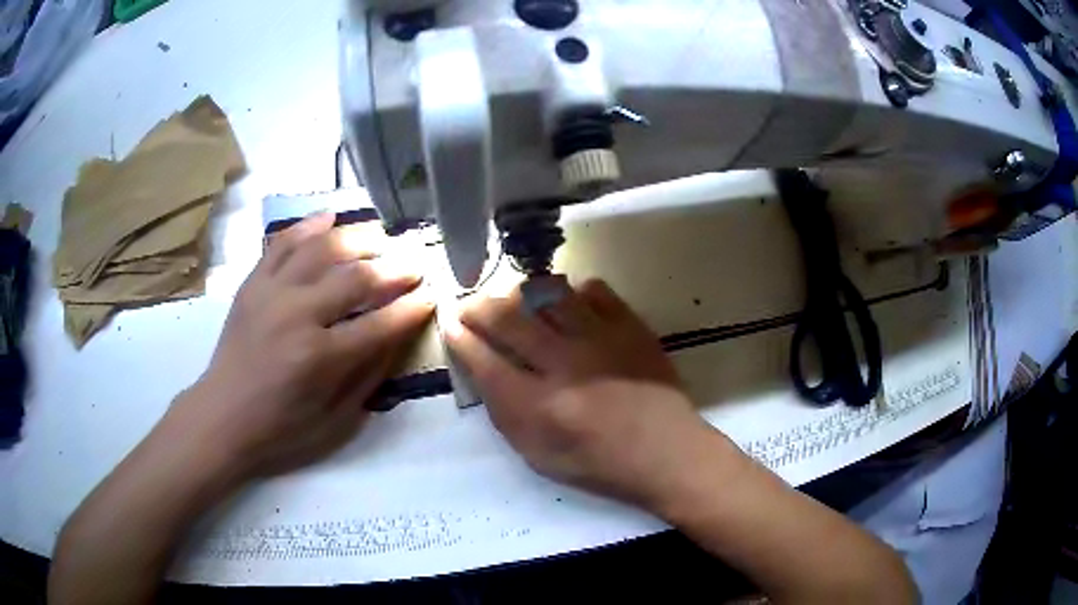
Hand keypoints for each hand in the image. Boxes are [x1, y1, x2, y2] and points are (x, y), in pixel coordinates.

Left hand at [172, 213, 433, 476]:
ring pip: (322, 248)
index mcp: (320, 358)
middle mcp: (297, 315)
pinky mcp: (253, 283)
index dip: (412, 308)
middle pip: (356, 278)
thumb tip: (396, 337)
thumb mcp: (336, 422)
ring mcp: (271, 292)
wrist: (222, 417)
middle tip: (415, 263)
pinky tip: (330, 218)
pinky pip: (283, 242)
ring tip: (380, 239)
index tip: (432, 295)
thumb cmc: (281, 429)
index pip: (380, 324)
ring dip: (358, 239)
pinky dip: (308, 226)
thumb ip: (368, 377)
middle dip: (394, 268)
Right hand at [444, 278, 715, 508]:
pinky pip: (594, 290)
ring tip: (516, 302)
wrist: (666, 452)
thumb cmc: (600, 463)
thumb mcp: (539, 456)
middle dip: (478, 307)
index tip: (450, 325)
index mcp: (539, 406)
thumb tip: (483, 369)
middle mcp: (566, 364)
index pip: (484, 361)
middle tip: (470, 306)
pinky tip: (569, 307)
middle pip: (509, 318)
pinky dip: (573, 293)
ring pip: (548, 293)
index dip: (460, 339)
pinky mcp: (630, 326)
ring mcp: (601, 339)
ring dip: (522, 293)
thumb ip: (506, 413)